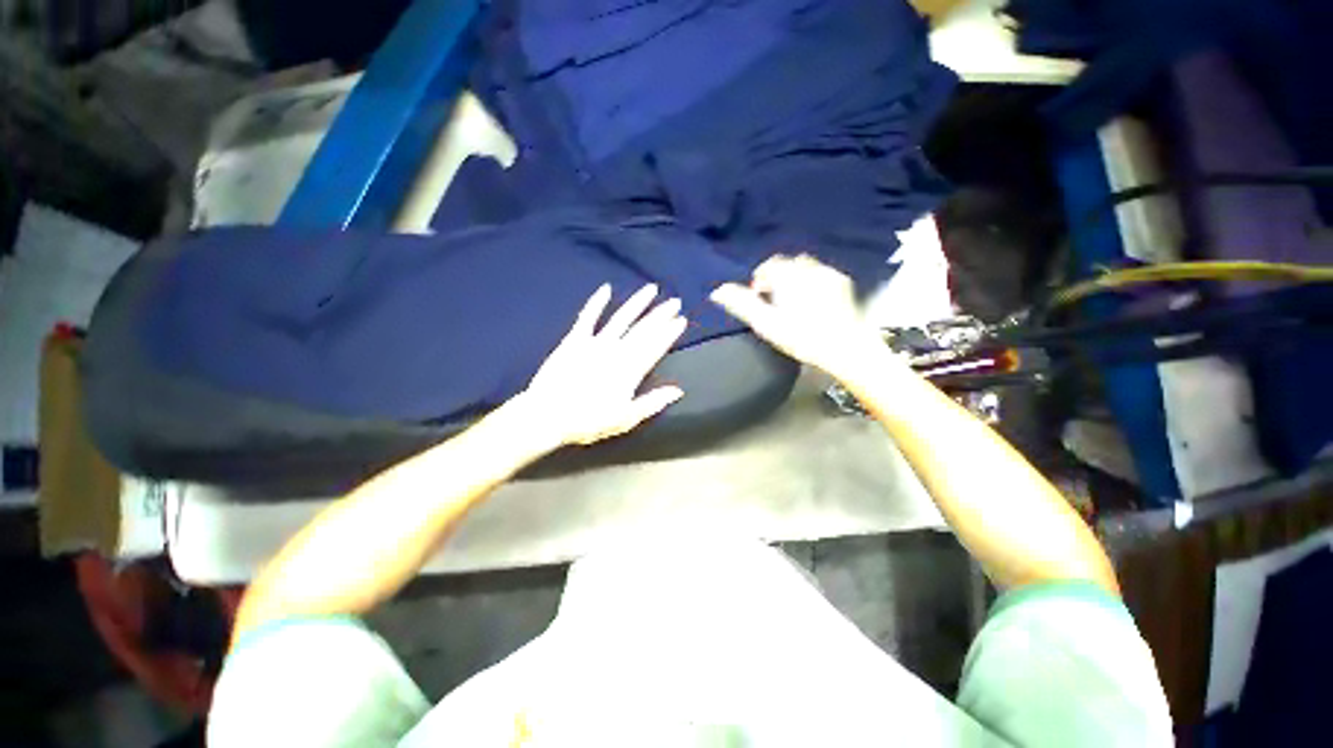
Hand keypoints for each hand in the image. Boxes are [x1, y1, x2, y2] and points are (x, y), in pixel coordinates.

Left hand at [519, 283, 686, 446]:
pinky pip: (587, 317)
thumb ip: (652, 403)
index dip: (669, 332)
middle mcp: (616, 351)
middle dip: (660, 315)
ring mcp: (595, 343)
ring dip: (637, 303)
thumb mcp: (625, 418)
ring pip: (621, 318)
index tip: (681, 320)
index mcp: (630, 370)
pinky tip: (606, 289)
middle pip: (643, 329)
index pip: (655, 346)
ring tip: (651, 289)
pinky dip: (596, 303)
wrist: (547, 416)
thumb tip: (678, 391)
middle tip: (675, 301)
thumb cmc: (588, 421)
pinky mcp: (574, 340)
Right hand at [710, 255, 886, 379]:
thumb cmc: (802, 337)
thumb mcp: (766, 323)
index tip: (758, 297)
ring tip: (791, 300)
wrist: (846, 348)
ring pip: (805, 267)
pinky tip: (812, 301)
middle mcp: (809, 268)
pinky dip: (811, 281)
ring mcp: (828, 274)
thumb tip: (718, 291)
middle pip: (787, 263)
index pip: (768, 266)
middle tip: (773, 299)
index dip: (759, 280)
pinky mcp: (842, 284)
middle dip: (777, 276)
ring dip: (794, 277)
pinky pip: (821, 274)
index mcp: (788, 275)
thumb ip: (742, 304)